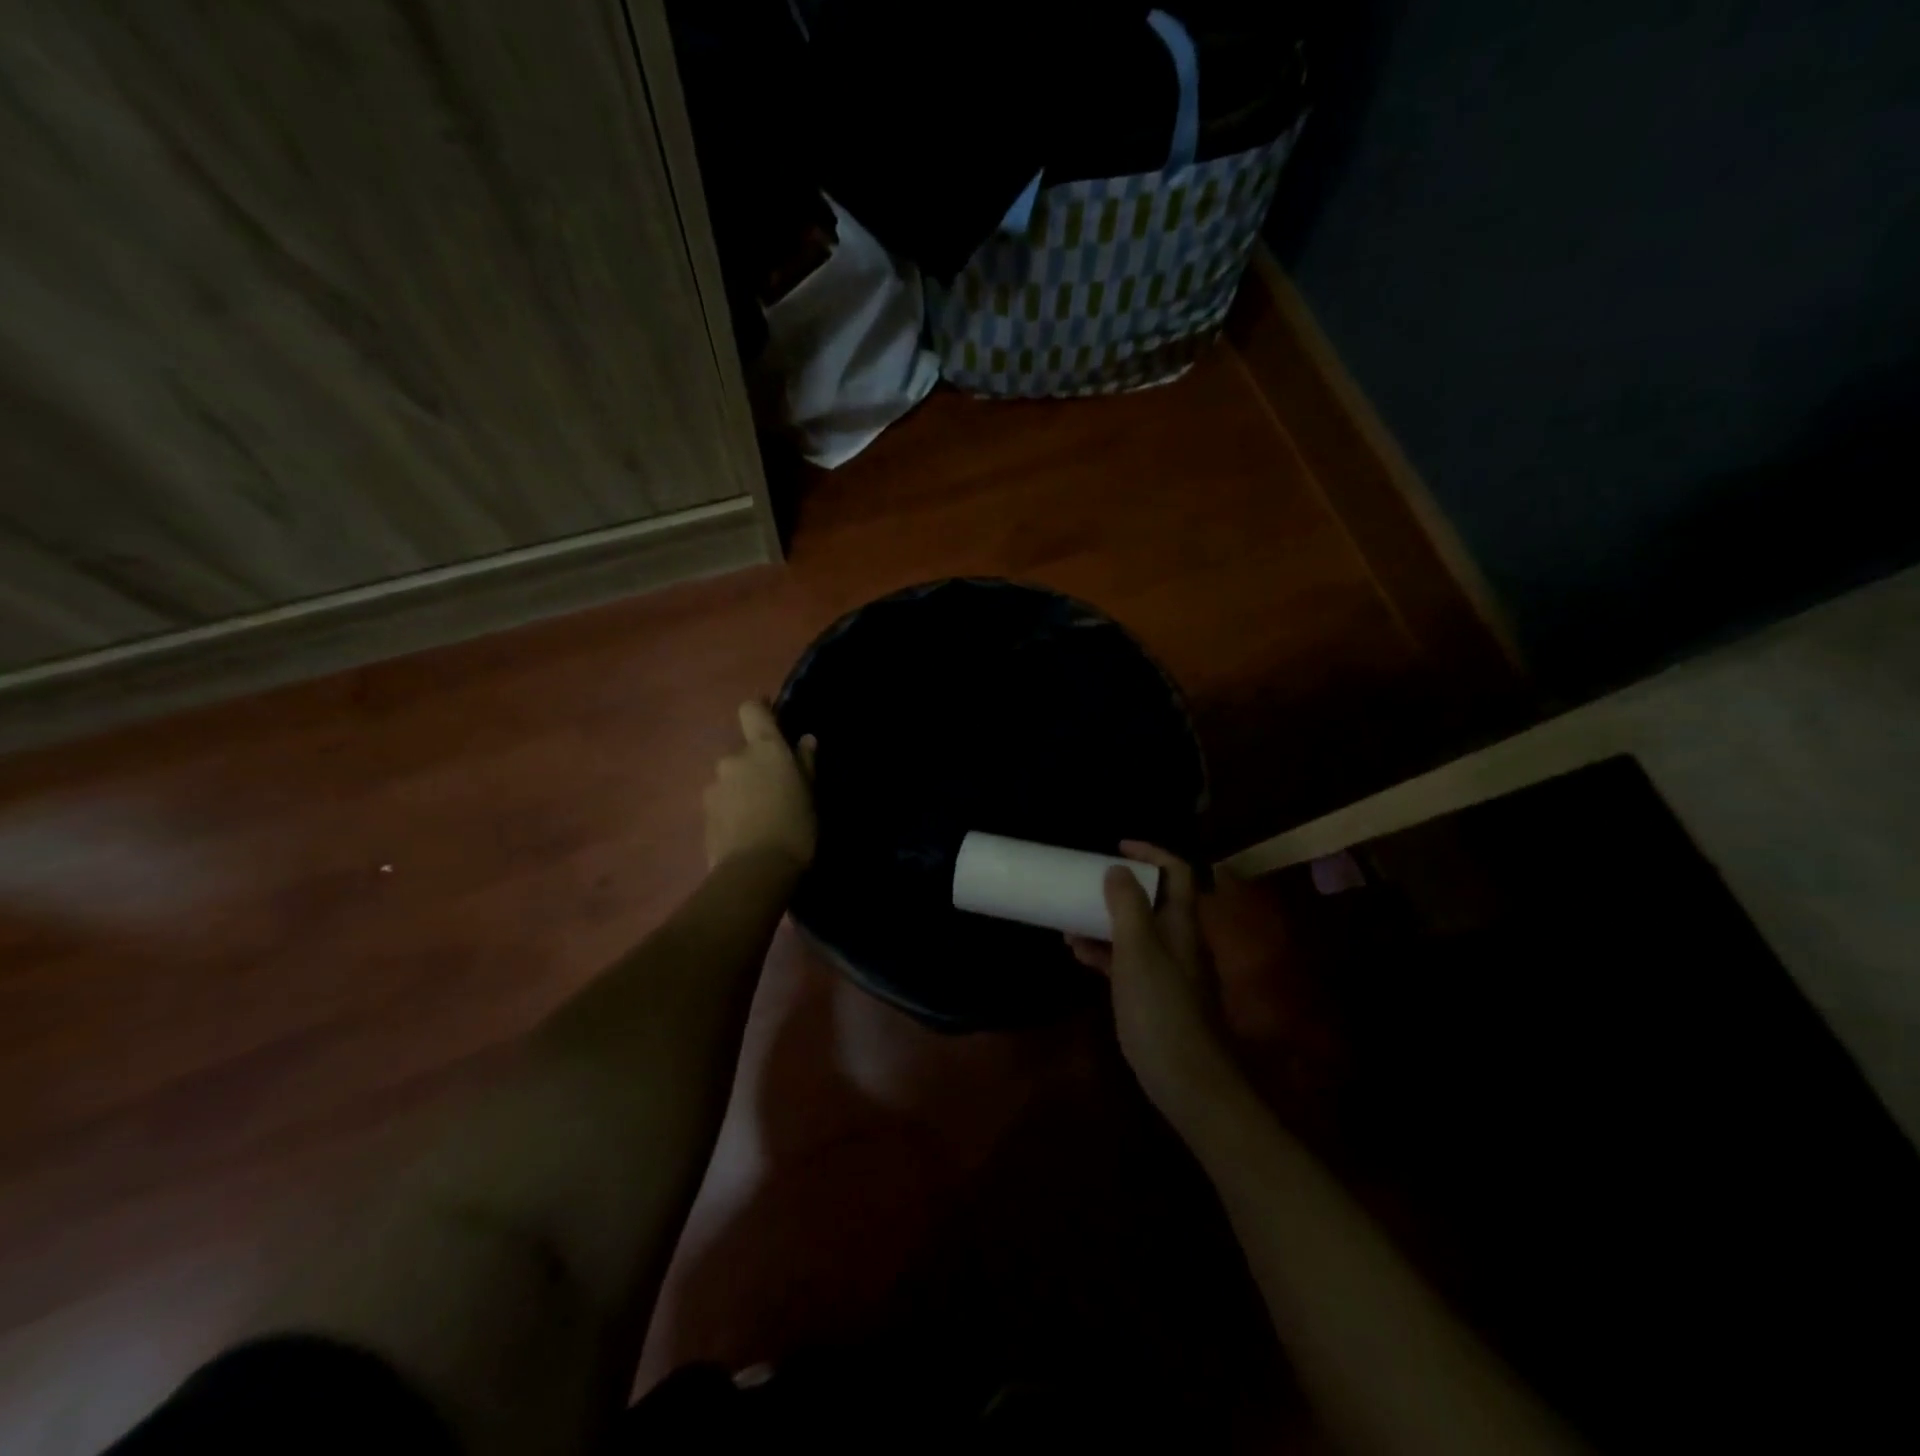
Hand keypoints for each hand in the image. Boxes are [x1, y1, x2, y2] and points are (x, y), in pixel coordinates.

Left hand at [703, 701, 817, 870]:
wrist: (755, 872)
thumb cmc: (794, 826)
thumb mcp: (810, 794)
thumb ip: (805, 764)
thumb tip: (805, 740)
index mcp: (763, 748)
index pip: (751, 709)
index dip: (760, 710)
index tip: (771, 717)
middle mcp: (733, 759)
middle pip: (743, 751)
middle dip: (756, 764)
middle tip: (776, 788)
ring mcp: (714, 786)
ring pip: (731, 778)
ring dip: (742, 788)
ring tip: (760, 815)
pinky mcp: (703, 814)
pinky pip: (722, 802)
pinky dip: (732, 810)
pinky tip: (747, 831)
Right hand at [1068, 842, 1240, 1122]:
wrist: (1187, 1080)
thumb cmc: (1161, 1008)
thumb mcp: (1138, 950)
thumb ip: (1127, 906)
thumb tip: (1118, 870)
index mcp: (1181, 924)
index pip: (1176, 872)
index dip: (1151, 853)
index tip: (1116, 847)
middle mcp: (1179, 941)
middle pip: (1154, 900)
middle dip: (1120, 887)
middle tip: (1087, 882)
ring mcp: (1168, 970)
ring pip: (1137, 931)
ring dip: (1106, 920)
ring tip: (1070, 919)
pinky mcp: (1154, 996)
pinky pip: (1128, 960)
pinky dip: (1105, 951)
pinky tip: (1079, 955)